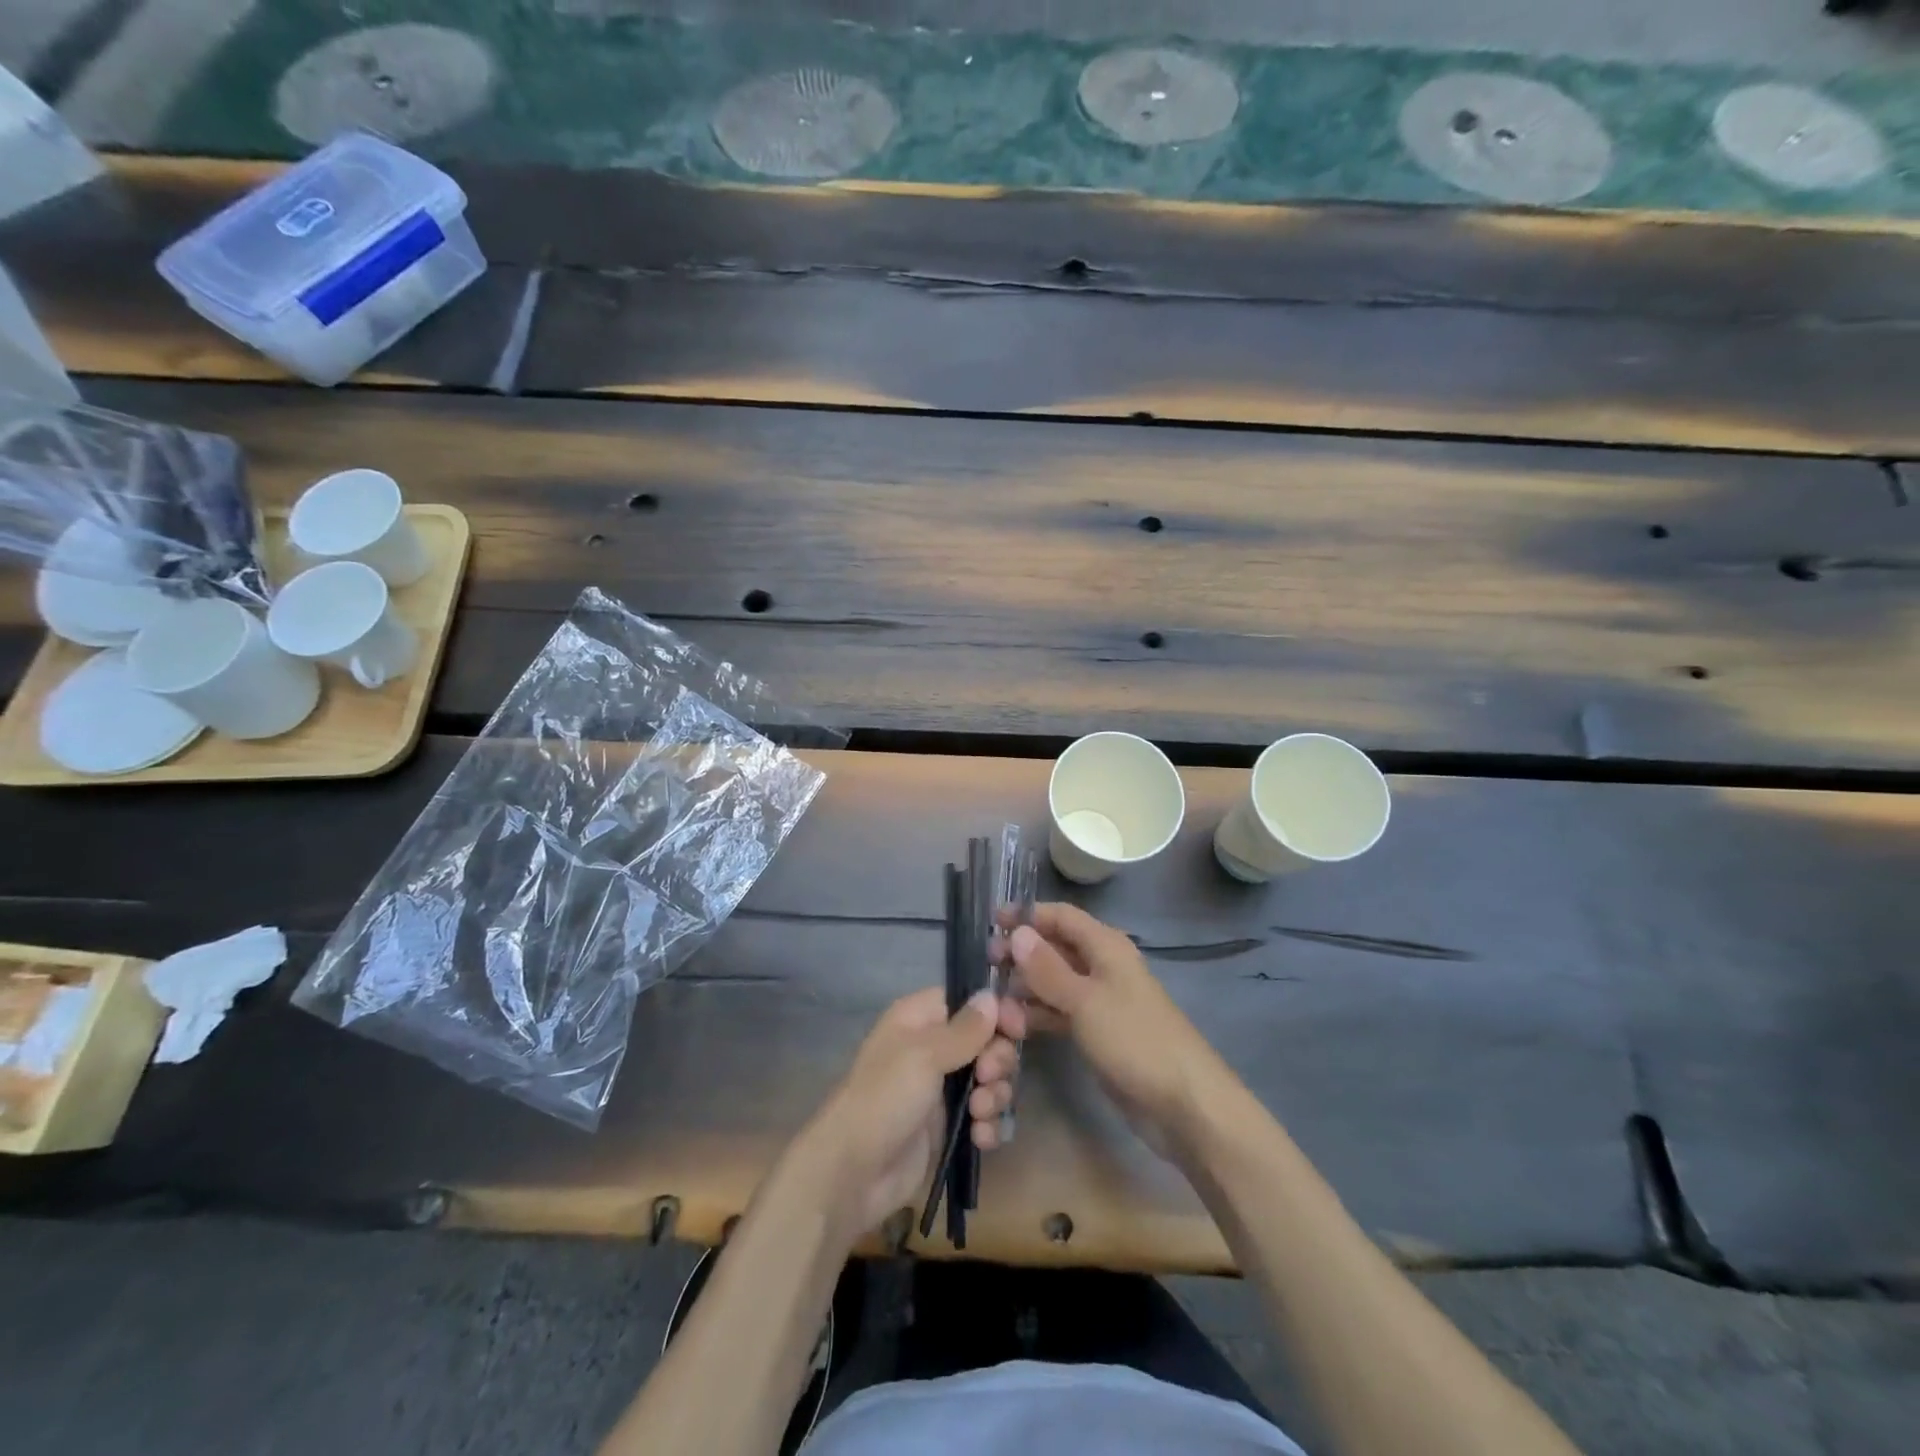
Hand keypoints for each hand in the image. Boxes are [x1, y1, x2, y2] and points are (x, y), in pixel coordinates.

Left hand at [798, 987, 1022, 1237]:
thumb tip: (991, 995)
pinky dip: (988, 1125)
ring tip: (979, 1114)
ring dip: (995, 1096)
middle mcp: (933, 1047)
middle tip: (987, 1078)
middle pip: (987, 1041)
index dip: (996, 1013)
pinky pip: (984, 1116)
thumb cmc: (885, 1098)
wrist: (854, 1173)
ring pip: (990, 1080)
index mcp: (920, 1018)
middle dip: (997, 1060)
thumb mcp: (924, 1055)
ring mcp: (942, 1088)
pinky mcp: (949, 1126)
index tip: (1015, 1030)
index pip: (969, 1001)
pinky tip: (981, 1138)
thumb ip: (965, 1029)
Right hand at [997, 903, 1236, 1160]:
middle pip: (1055, 948)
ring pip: (1054, 983)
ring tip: (993, 1003)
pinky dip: (1038, 1016)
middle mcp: (1102, 966)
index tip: (991, 922)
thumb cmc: (1135, 1040)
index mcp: (1106, 946)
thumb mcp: (1085, 1001)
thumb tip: (1017, 932)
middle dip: (1021, 954)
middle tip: (986, 965)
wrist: (1183, 1104)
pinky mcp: (1097, 1032)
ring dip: (1025, 989)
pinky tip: (1013, 1027)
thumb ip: (1048, 968)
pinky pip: (1060, 1013)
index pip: (1061, 916)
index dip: (1027, 915)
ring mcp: (1099, 1001)